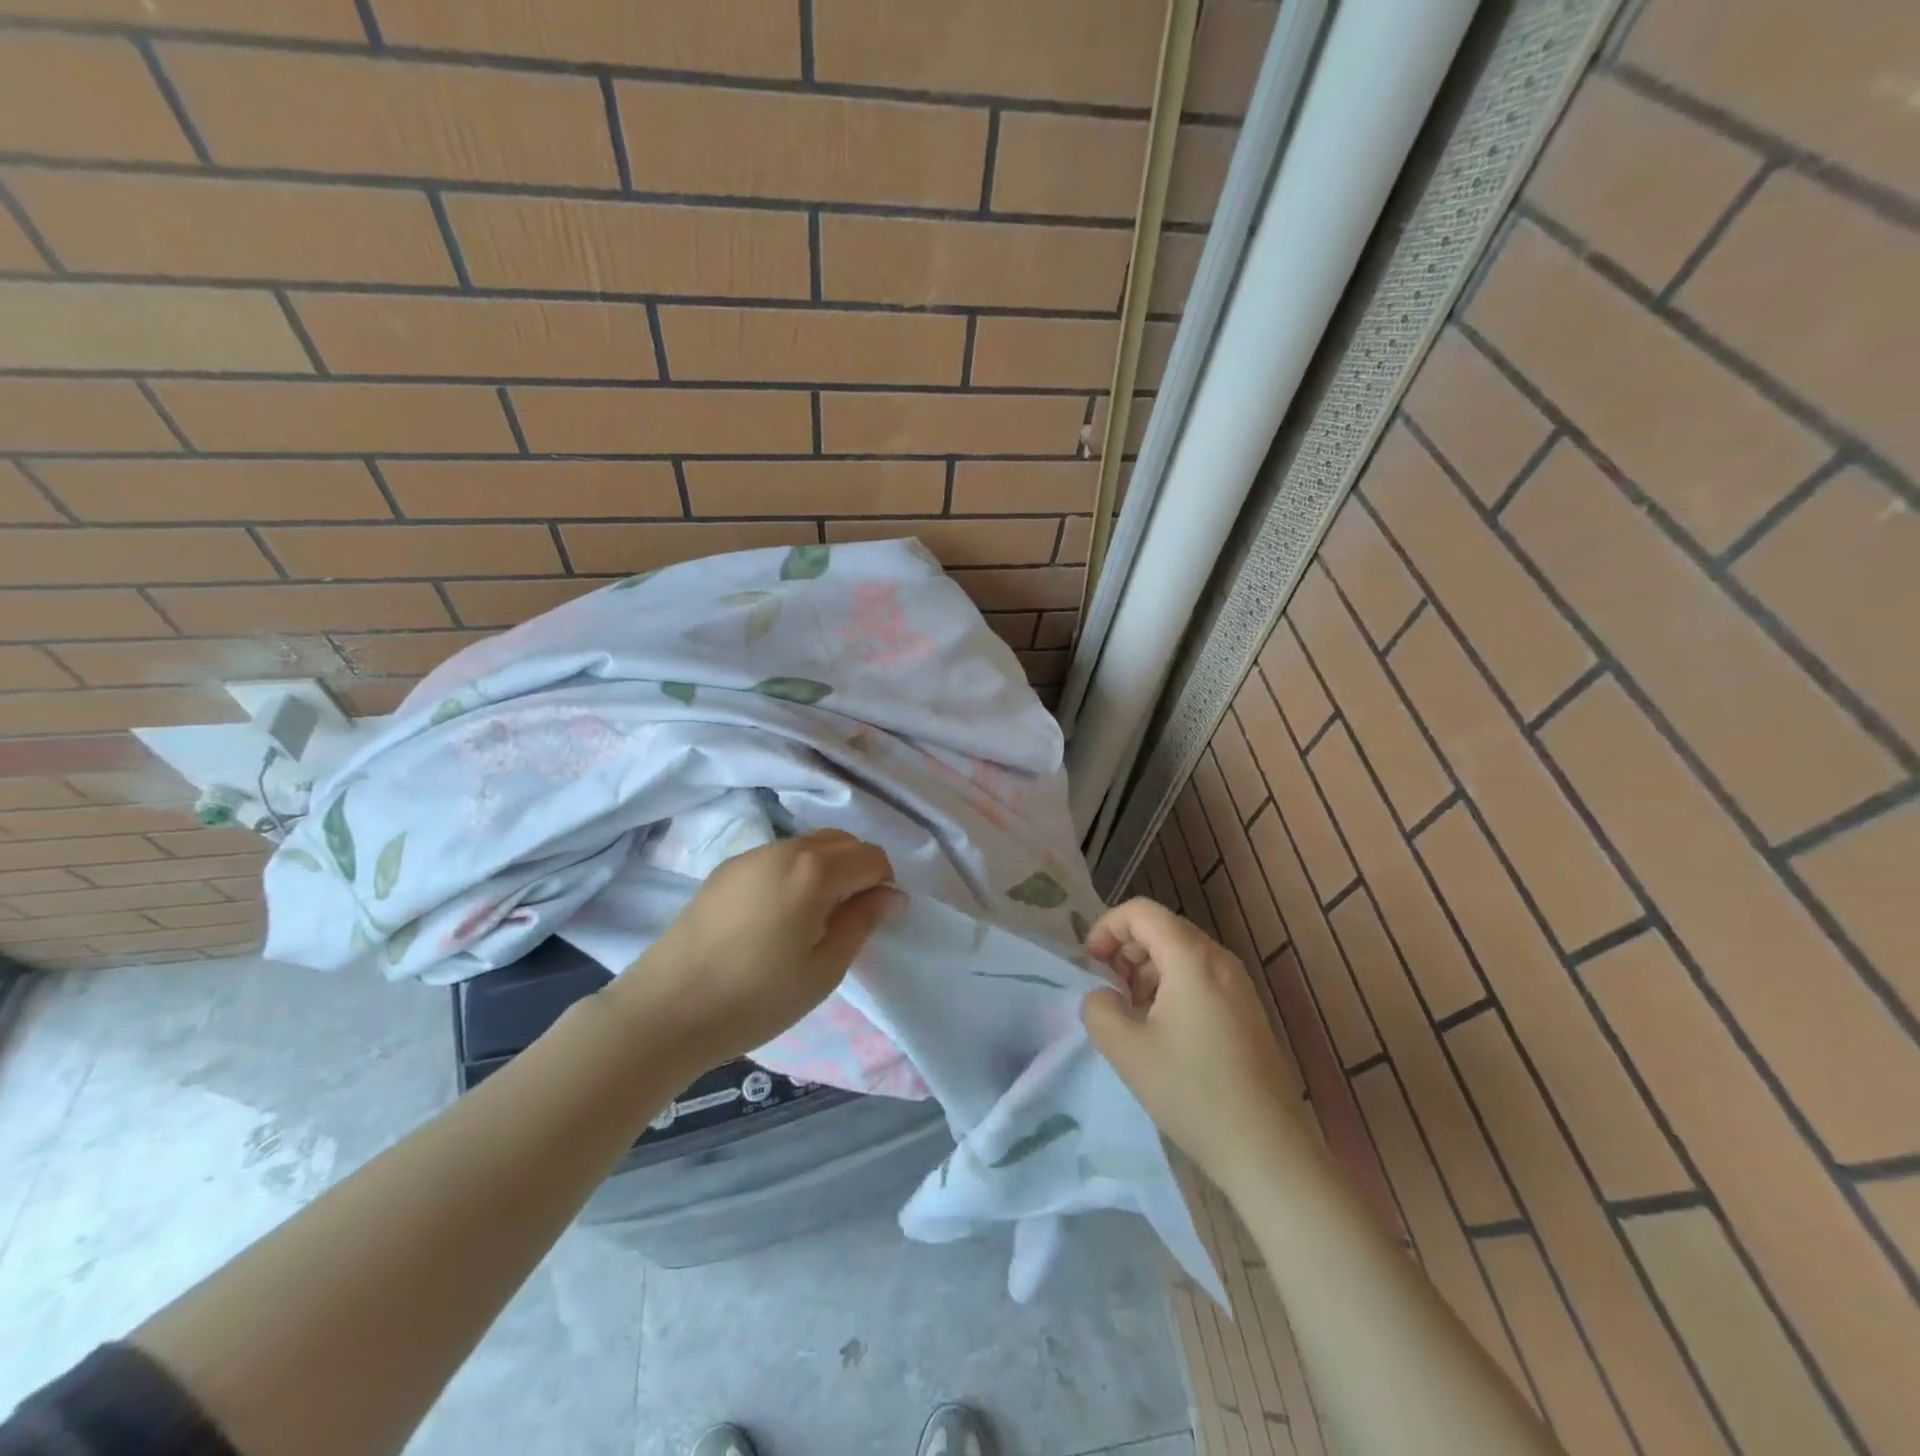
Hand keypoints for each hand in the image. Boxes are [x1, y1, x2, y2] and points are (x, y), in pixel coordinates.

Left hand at [610, 830, 897, 1068]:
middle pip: (842, 840)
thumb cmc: (756, 997)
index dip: (884, 885)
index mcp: (815, 870)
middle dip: (858, 869)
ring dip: (827, 868)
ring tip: (813, 917)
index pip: (871, 857)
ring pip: (809, 844)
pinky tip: (778, 914)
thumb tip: (891, 895)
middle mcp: (786, 849)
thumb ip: (862, 923)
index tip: (874, 919)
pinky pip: (778, 856)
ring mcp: (751, 855)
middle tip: (849, 917)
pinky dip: (796, 871)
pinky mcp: (726, 868)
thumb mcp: (824, 969)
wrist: (667, 1008)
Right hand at [1080, 897, 1306, 1193]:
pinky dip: (1171, 987)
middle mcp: (1220, 959)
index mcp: (1192, 958)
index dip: (1107, 927)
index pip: (1141, 911)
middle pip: (1162, 928)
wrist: (1267, 1149)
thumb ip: (1098, 1007)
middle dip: (1126, 949)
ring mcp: (1239, 985)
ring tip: (1131, 1013)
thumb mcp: (1126, 1049)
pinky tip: (1162, 1030)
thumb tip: (1103, 996)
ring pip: (1181, 953)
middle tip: (1108, 988)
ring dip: (1147, 970)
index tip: (1090, 964)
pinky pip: (1200, 977)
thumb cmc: (1193, 1092)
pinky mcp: (1246, 1010)